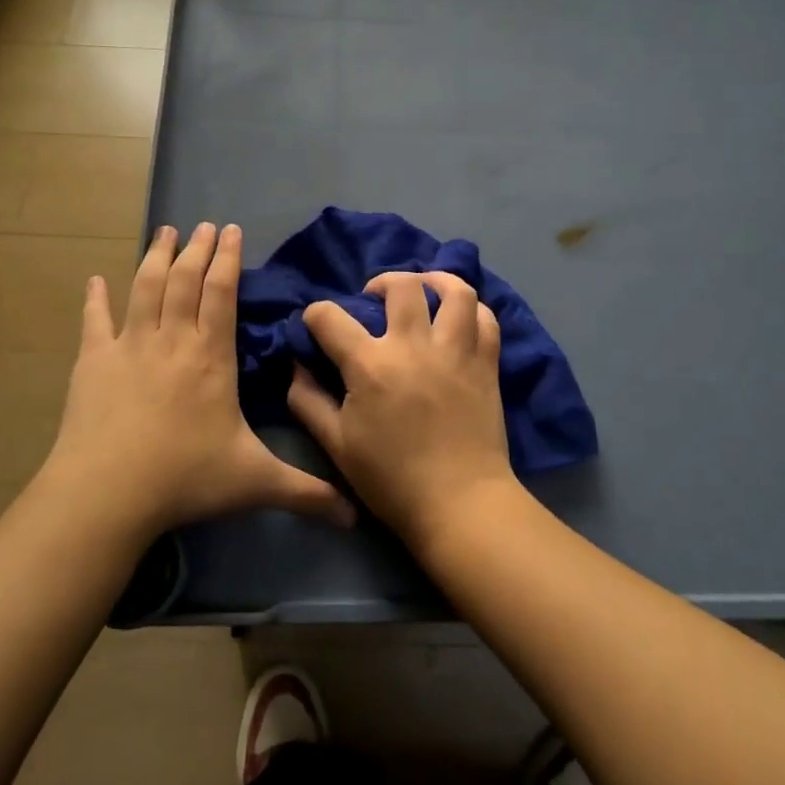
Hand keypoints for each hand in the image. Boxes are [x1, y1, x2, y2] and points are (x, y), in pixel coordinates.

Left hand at [39, 223, 355, 540]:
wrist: (107, 494)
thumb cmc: (185, 479)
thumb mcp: (254, 483)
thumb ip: (306, 492)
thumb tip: (356, 516)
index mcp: (211, 357)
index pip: (222, 294)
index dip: (227, 260)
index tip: (231, 230)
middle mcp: (172, 341)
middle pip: (185, 280)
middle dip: (197, 248)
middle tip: (204, 224)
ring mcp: (129, 347)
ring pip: (145, 288)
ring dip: (155, 256)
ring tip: (164, 231)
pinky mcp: (93, 362)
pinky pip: (95, 321)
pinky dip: (95, 298)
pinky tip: (95, 280)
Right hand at [288, 271, 519, 550]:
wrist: (459, 503)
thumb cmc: (391, 479)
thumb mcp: (335, 445)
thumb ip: (308, 400)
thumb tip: (297, 365)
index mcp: (370, 364)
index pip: (330, 316)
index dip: (315, 315)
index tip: (316, 325)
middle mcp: (413, 345)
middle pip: (401, 286)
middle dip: (381, 283)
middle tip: (375, 298)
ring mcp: (456, 350)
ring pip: (454, 291)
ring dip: (435, 281)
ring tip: (424, 290)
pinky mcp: (486, 363)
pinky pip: (486, 319)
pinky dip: (473, 310)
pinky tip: (459, 318)